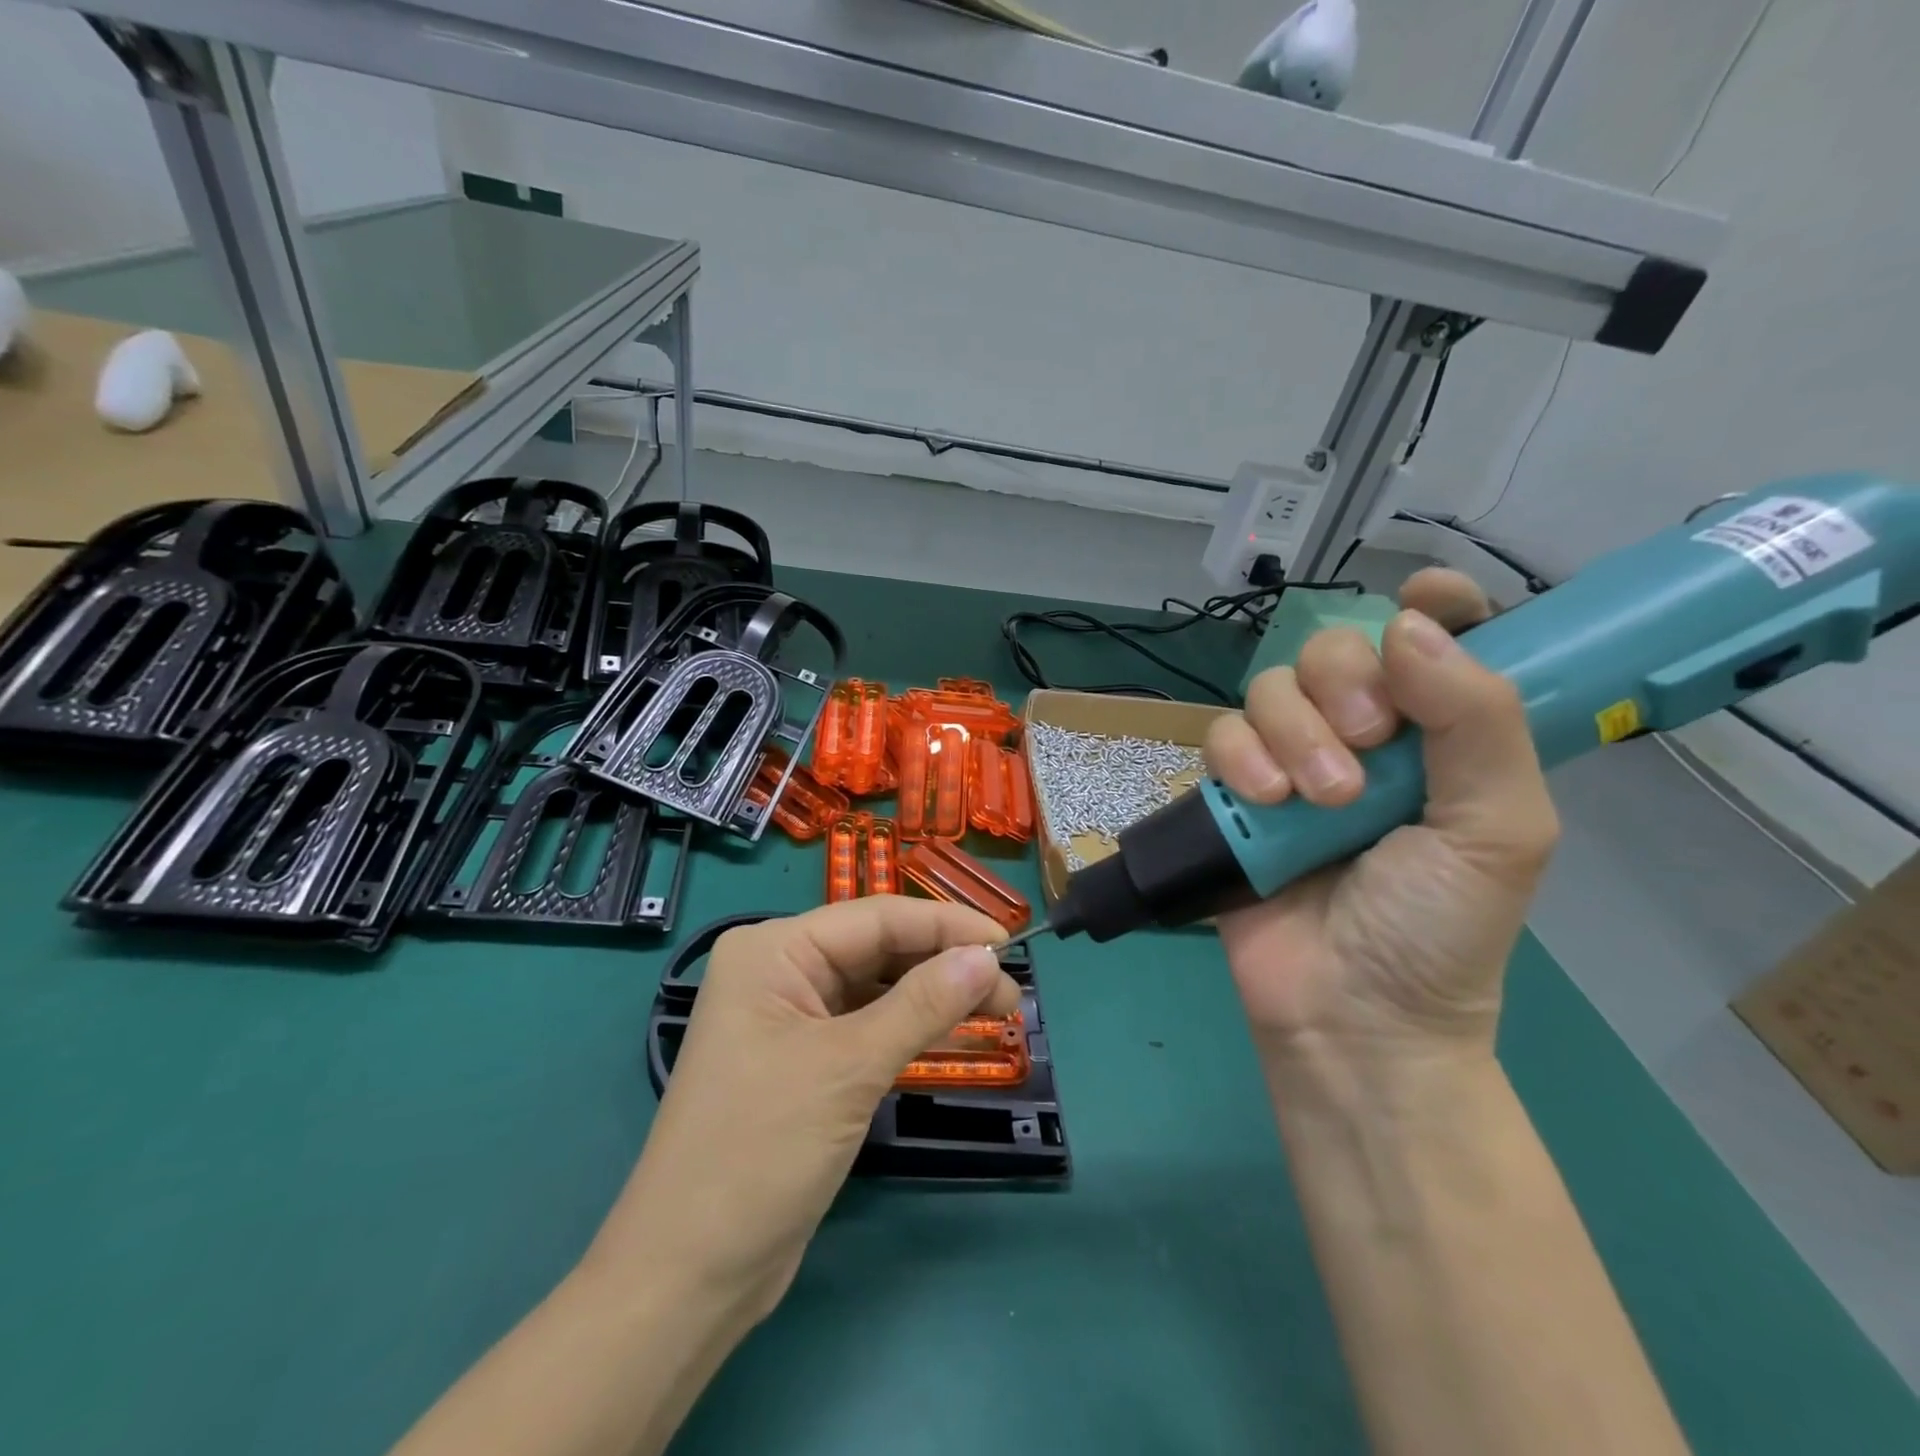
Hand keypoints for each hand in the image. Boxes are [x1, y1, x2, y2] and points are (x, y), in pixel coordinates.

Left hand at [592, 898, 1016, 1320]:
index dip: (946, 925)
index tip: (1009, 941)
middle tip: (1012, 992)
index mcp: (774, 950)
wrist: (690, 1275)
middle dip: (945, 965)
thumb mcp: (849, 1068)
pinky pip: (869, 1027)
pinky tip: (958, 1036)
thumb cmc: (761, 1150)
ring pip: (878, 989)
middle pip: (878, 950)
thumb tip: (987, 957)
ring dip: (935, 998)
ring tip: (1001, 1013)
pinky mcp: (805, 1061)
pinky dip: (912, 1030)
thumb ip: (922, 1005)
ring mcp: (791, 1018)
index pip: (876, 918)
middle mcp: (780, 971)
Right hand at [1203, 569, 1557, 1060]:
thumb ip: (1477, 721)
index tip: (1421, 598)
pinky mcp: (1233, 792)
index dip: (1432, 606)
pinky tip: (1264, 801)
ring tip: (1320, 801)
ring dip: (1295, 734)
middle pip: (1336, 650)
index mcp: (1441, 738)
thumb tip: (1410, 624)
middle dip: (1347, 687)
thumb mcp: (1498, 829)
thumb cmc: (1439, 928)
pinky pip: (1220, 735)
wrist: (1349, 1012)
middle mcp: (1364, 737)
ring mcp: (1291, 762)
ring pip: (1272, 689)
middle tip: (1370, 747)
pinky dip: (1240, 758)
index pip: (1438, 641)